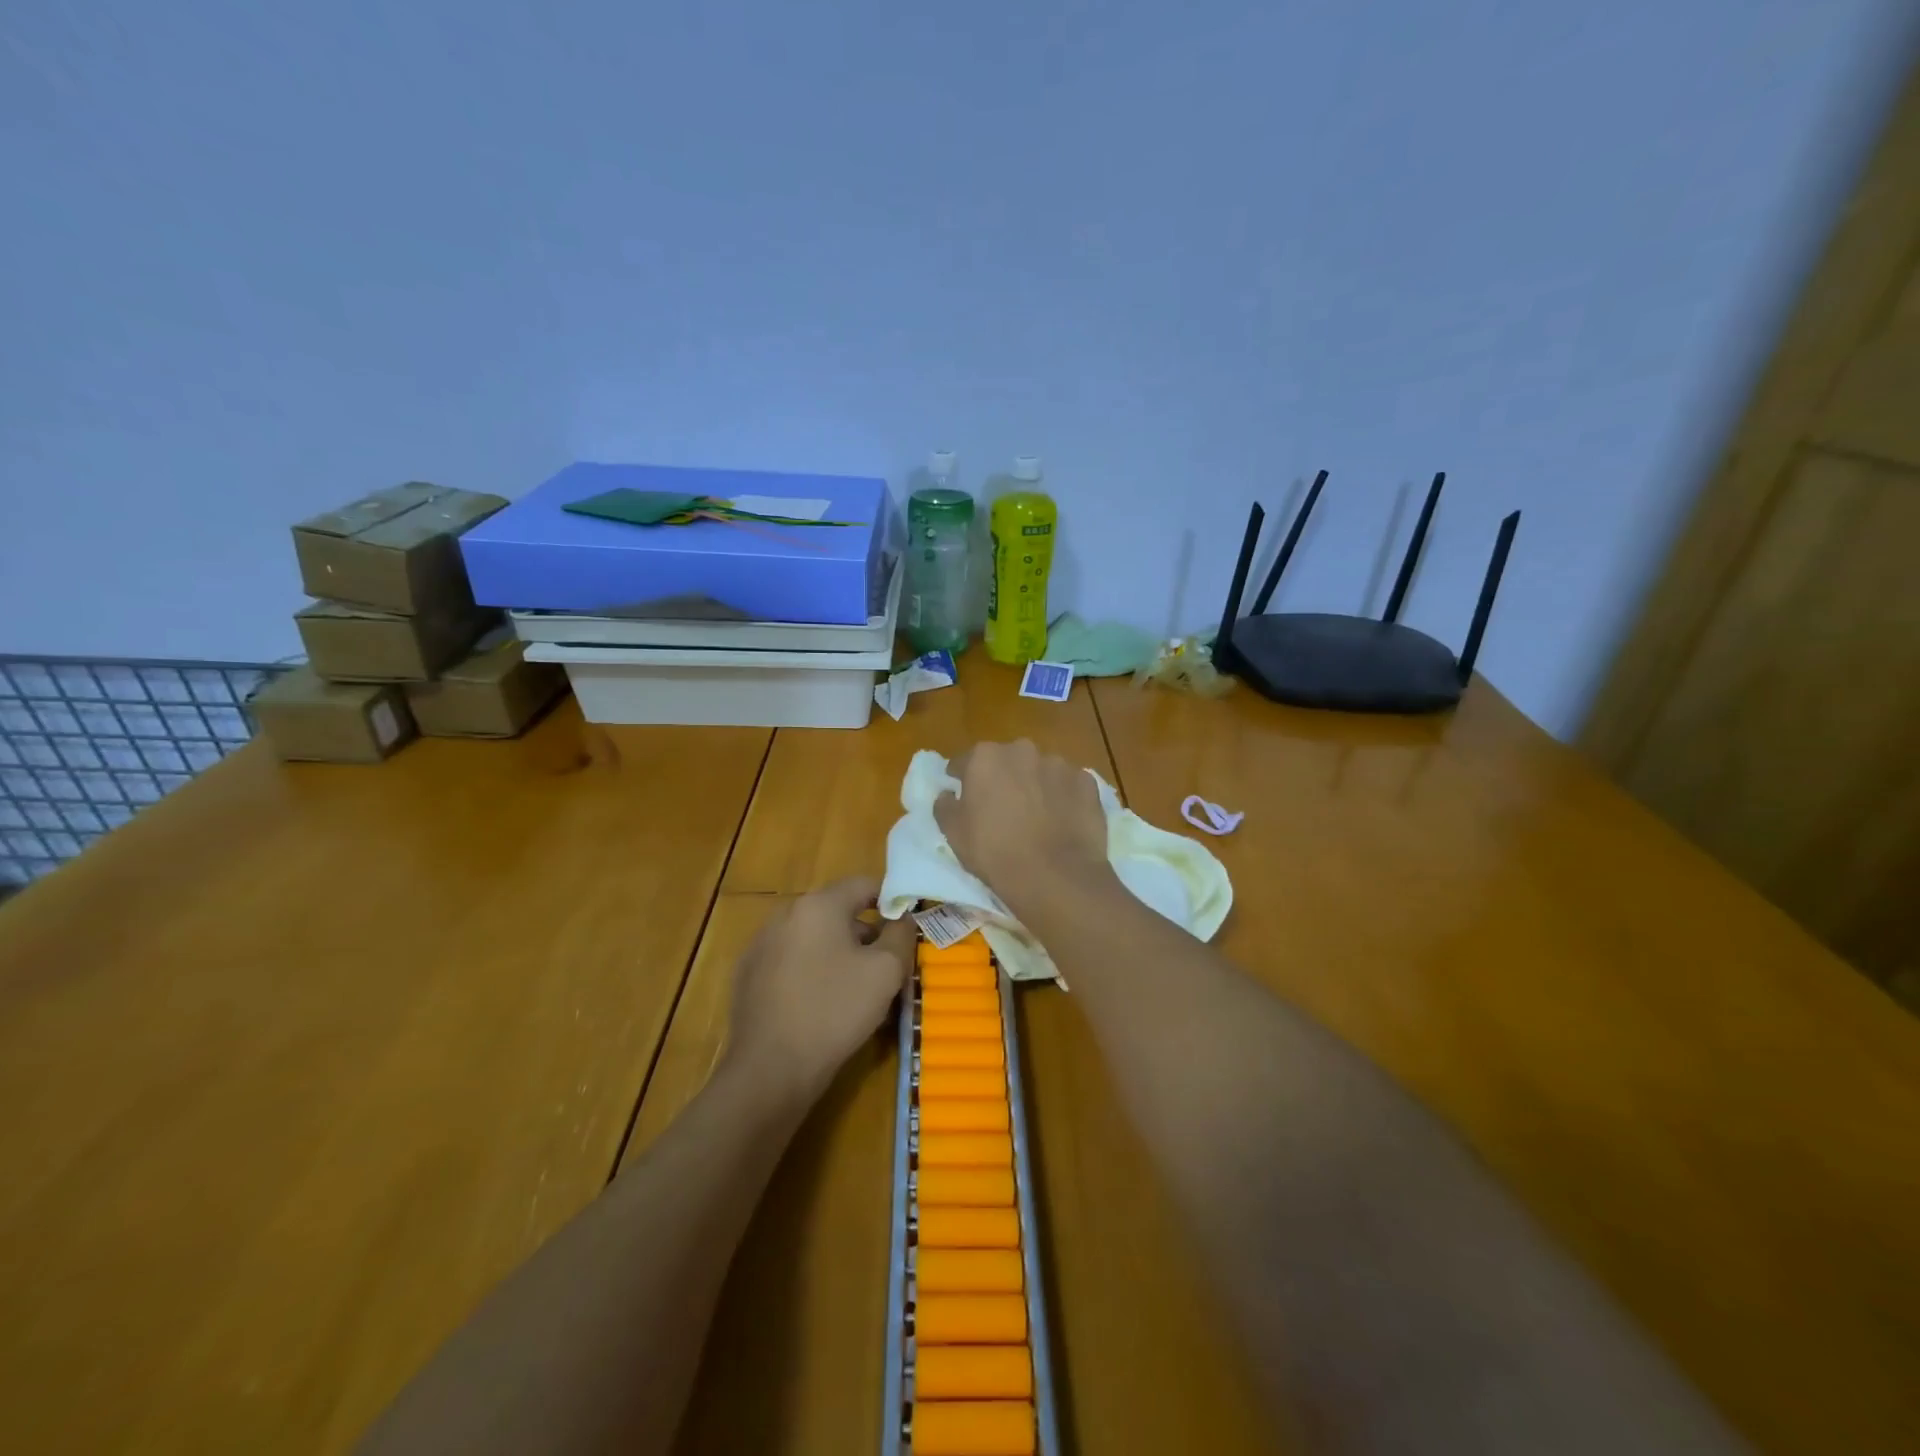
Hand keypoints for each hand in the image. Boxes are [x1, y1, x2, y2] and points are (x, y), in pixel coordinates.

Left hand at [725, 877, 914, 1100]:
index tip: (907, 927)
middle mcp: (785, 914)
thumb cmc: (834, 1011)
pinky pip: (792, 961)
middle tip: (888, 964)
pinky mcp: (749, 975)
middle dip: (866, 932)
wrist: (770, 1070)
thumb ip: (901, 935)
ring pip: (814, 938)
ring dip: (839, 953)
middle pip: (837, 911)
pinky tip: (823, 1005)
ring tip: (858, 989)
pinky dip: (812, 971)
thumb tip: (903, 918)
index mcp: (818, 905)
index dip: (891, 900)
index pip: (863, 884)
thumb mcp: (886, 971)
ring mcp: (761, 945)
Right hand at [935, 740, 1115, 912]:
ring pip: (1040, 771)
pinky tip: (1063, 822)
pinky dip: (1064, 798)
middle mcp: (1022, 750)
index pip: (965, 762)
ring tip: (1037, 818)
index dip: (961, 779)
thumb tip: (947, 794)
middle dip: (1003, 778)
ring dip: (1035, 786)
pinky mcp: (1087, 783)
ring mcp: (1059, 764)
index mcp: (985, 757)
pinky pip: (1069, 786)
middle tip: (1002, 809)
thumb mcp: (953, 833)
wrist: (1055, 876)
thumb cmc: (995, 852)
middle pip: (1006, 761)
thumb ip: (945, 806)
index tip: (963, 796)